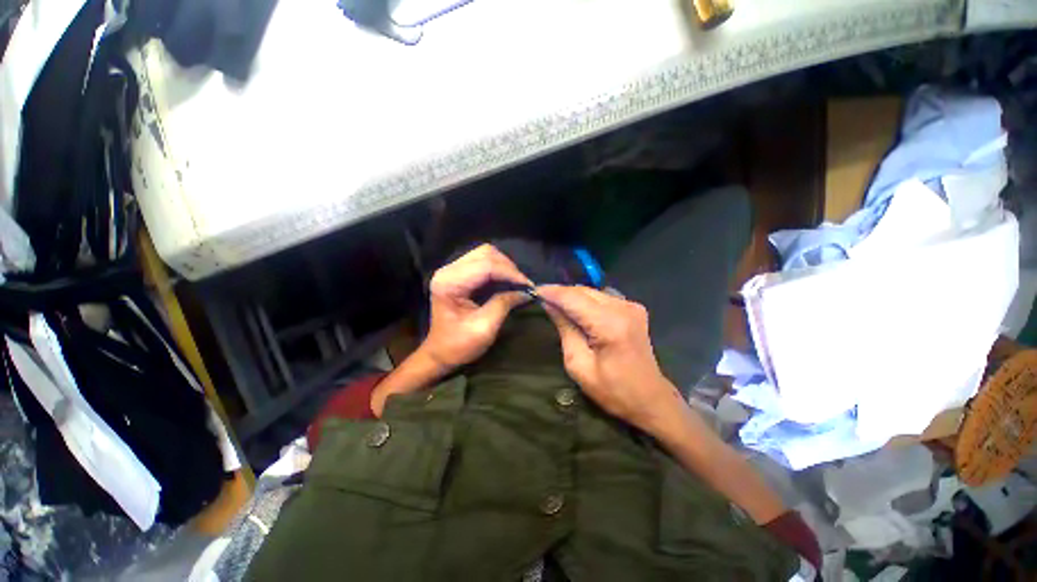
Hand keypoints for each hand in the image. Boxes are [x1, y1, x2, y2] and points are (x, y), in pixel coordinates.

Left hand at [421, 244, 531, 370]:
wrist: (440, 353)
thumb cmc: (459, 345)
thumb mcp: (485, 327)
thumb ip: (504, 304)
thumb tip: (526, 292)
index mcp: (450, 283)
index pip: (486, 266)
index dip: (510, 273)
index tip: (528, 286)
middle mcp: (449, 270)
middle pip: (485, 253)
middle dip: (508, 267)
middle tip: (522, 284)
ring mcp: (452, 271)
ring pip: (485, 254)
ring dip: (504, 266)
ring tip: (516, 283)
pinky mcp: (458, 275)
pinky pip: (483, 262)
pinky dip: (498, 270)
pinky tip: (507, 282)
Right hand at [537, 285, 682, 432]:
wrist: (651, 399)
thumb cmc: (613, 390)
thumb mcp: (579, 365)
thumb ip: (565, 329)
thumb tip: (550, 305)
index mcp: (610, 325)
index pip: (573, 298)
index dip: (552, 292)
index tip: (533, 290)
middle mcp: (623, 308)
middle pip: (583, 290)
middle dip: (560, 293)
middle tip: (542, 299)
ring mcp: (631, 306)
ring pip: (592, 291)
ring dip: (572, 296)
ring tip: (556, 306)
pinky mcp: (634, 308)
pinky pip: (602, 297)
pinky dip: (586, 301)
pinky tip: (577, 311)